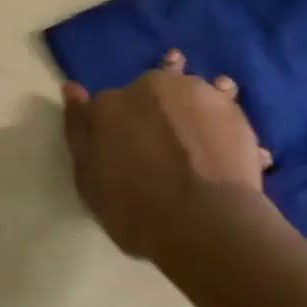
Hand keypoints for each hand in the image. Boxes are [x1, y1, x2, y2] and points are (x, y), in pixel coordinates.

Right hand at [61, 51, 272, 258]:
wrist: (203, 222)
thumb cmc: (134, 208)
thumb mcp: (89, 178)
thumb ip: (79, 130)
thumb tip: (72, 88)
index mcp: (111, 103)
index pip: (108, 102)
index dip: (117, 121)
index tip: (125, 142)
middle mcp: (152, 86)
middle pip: (153, 84)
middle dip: (157, 103)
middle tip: (165, 136)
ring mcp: (197, 94)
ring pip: (193, 88)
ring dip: (195, 102)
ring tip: (199, 127)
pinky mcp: (234, 111)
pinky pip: (226, 109)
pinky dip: (225, 121)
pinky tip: (228, 141)